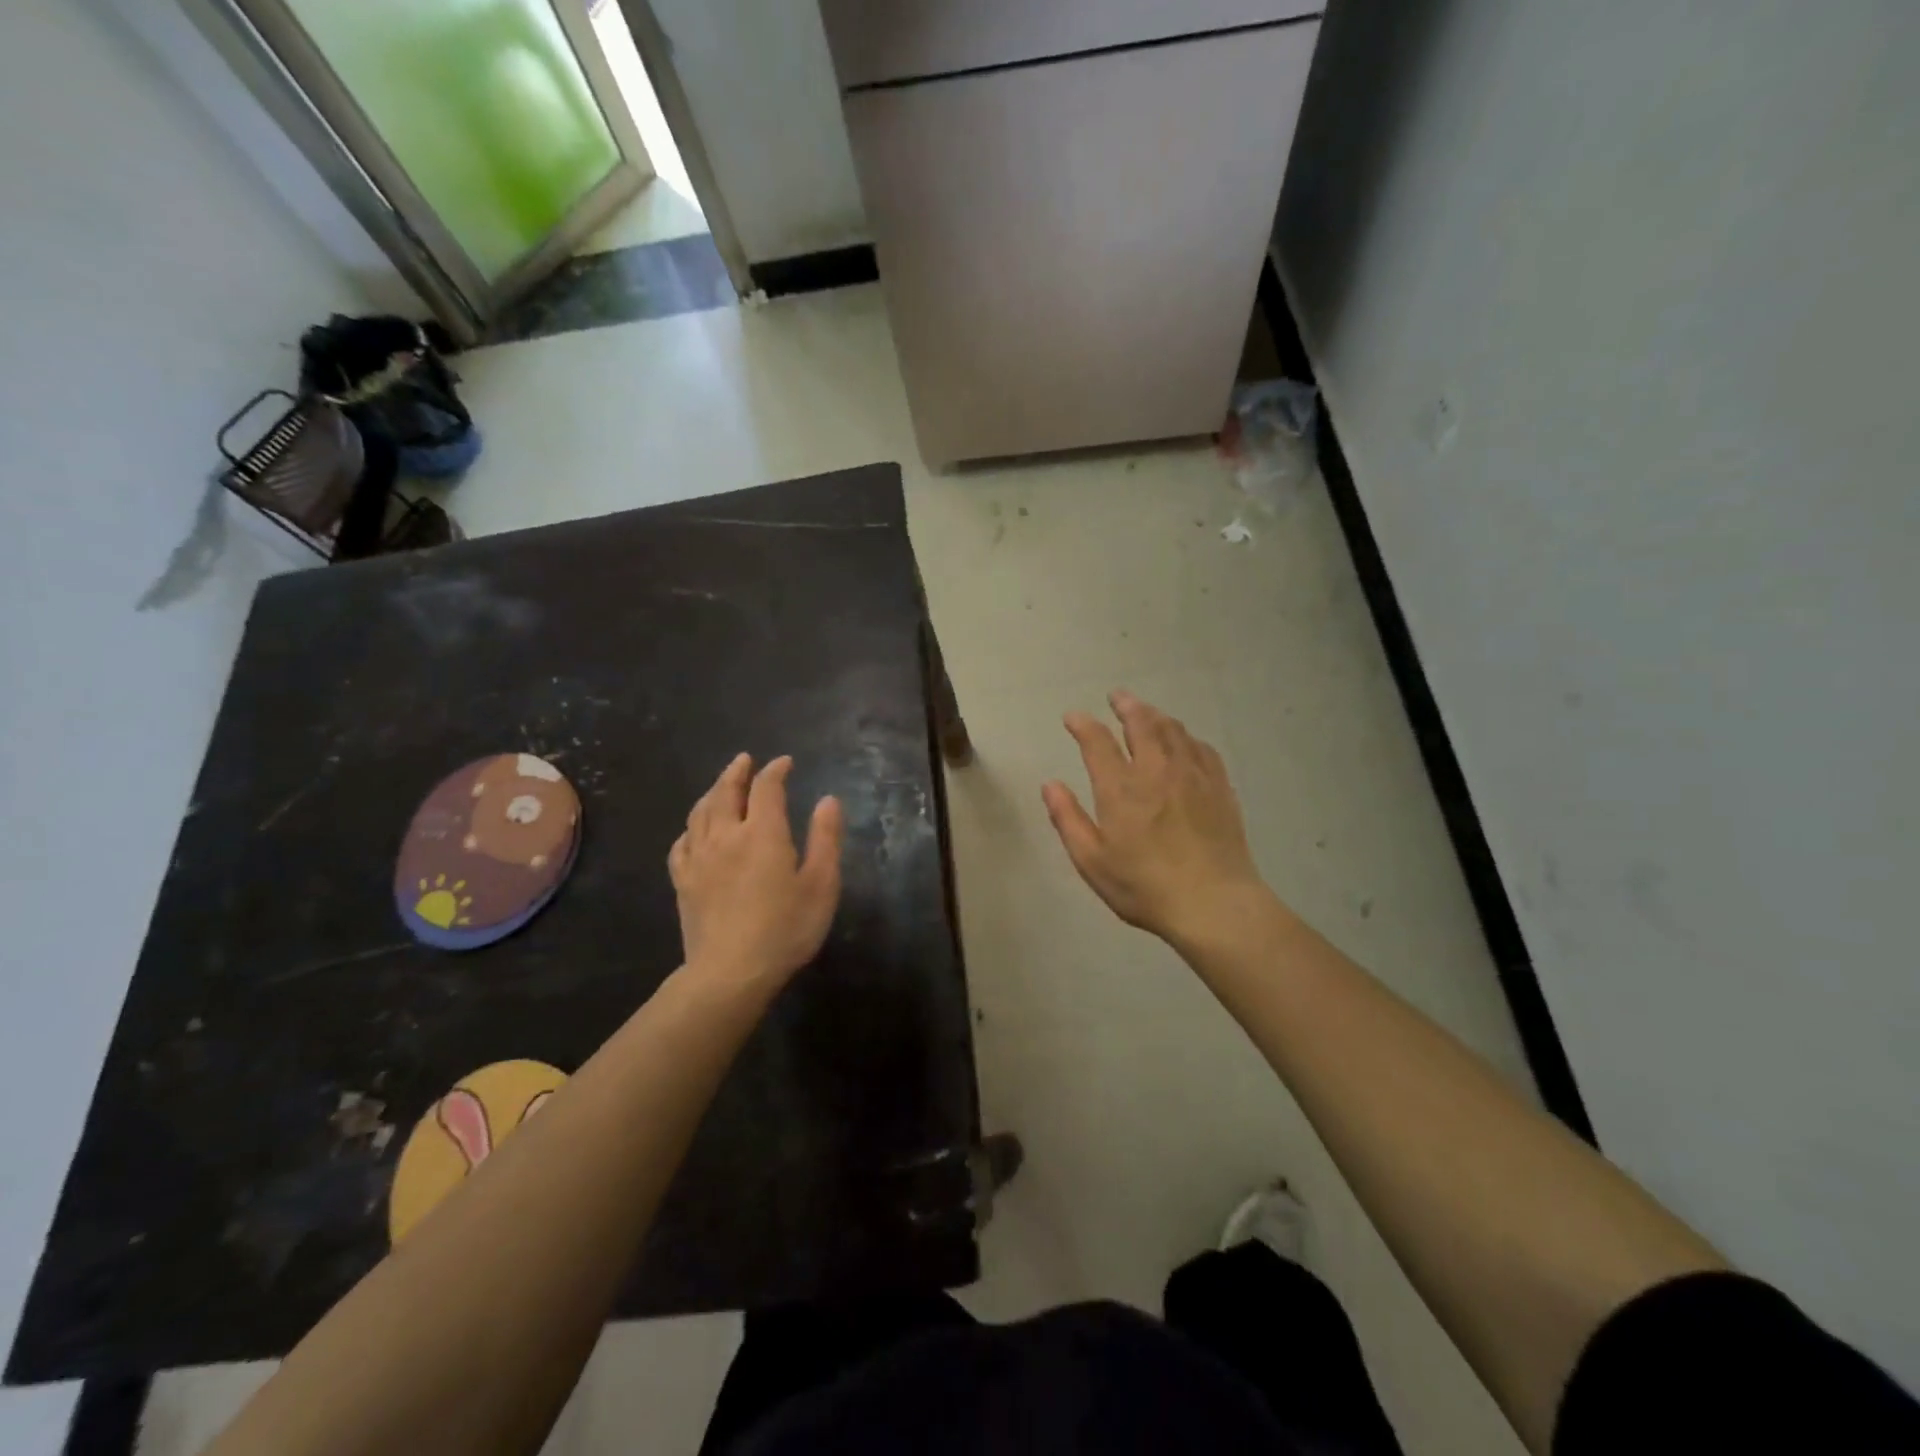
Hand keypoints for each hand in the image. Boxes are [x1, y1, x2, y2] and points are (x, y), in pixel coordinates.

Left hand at [669, 754, 843, 990]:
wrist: (730, 973)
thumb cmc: (785, 929)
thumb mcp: (821, 885)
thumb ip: (825, 839)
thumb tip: (828, 800)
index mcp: (763, 833)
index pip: (766, 788)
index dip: (775, 770)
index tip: (785, 763)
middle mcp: (726, 836)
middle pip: (726, 792)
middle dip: (736, 772)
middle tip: (744, 760)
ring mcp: (699, 858)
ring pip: (700, 812)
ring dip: (712, 792)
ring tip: (720, 785)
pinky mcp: (683, 881)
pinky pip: (681, 843)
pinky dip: (691, 828)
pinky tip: (695, 831)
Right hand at [1042, 691, 1276, 948]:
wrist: (1214, 904)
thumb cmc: (1145, 887)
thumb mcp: (1092, 861)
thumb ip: (1068, 819)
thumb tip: (1050, 785)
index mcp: (1120, 788)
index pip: (1097, 742)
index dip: (1083, 725)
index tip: (1073, 717)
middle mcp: (1156, 770)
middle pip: (1141, 724)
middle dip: (1126, 706)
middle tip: (1117, 697)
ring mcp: (1193, 776)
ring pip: (1173, 730)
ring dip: (1156, 715)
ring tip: (1146, 711)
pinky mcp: (1220, 787)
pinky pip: (1202, 748)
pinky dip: (1187, 736)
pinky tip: (1184, 740)